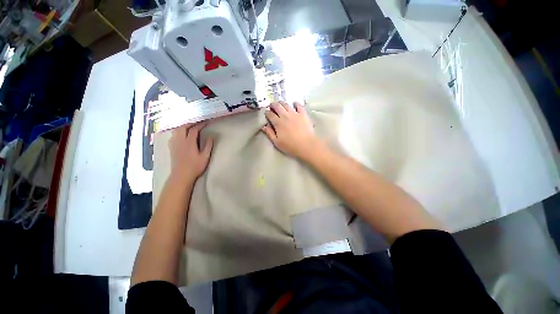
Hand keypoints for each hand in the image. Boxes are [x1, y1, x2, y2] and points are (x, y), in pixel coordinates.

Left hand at [168, 122, 213, 183]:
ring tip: (190, 126)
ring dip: (184, 126)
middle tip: (197, 122)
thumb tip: (211, 136)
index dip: (200, 124)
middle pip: (183, 127)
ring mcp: (174, 143)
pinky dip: (178, 131)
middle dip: (190, 123)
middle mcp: (179, 140)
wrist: (181, 175)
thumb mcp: (205, 156)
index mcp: (189, 142)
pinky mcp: (171, 147)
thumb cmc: (195, 166)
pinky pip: (173, 135)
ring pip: (177, 130)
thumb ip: (208, 145)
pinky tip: (181, 134)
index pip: (194, 129)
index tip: (206, 122)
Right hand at [261, 102, 319, 159]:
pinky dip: (295, 103)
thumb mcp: (277, 142)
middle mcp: (285, 115)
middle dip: (273, 105)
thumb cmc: (290, 146)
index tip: (266, 113)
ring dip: (282, 103)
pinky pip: (299, 105)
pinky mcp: (303, 114)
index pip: (270, 114)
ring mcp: (294, 113)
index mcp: (278, 123)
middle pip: (277, 106)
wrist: (306, 145)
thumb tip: (263, 126)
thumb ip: (269, 133)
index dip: (267, 113)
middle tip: (272, 106)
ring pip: (286, 104)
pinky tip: (294, 104)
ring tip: (280, 104)